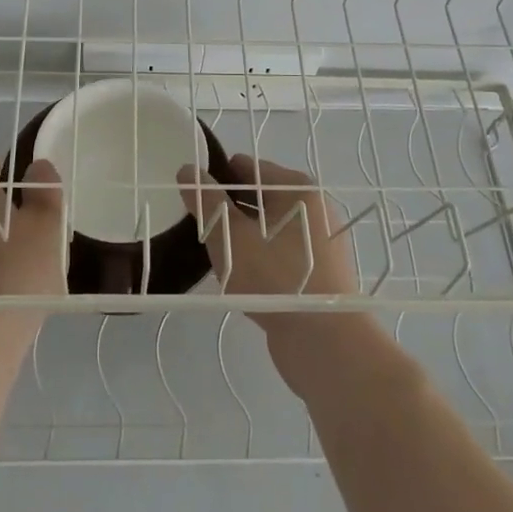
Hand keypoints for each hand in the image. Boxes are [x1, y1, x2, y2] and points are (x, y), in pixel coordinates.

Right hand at [177, 154, 358, 327]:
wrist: (325, 345)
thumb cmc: (276, 279)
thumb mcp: (230, 237)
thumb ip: (206, 202)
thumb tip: (187, 170)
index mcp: (298, 189)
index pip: (248, 167)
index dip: (216, 176)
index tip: (191, 194)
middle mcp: (313, 209)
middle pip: (260, 196)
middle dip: (228, 207)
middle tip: (197, 224)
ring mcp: (319, 242)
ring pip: (269, 227)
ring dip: (241, 234)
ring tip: (211, 249)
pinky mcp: (318, 273)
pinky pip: (280, 253)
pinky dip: (258, 256)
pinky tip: (236, 274)